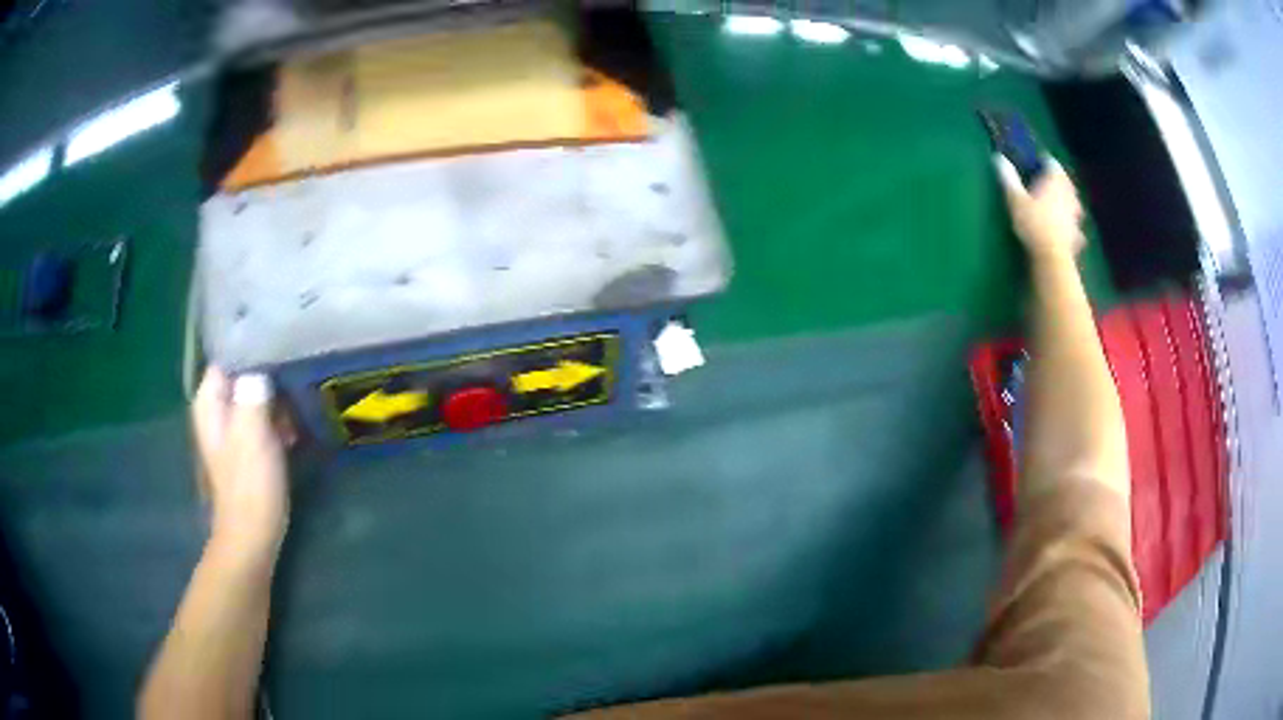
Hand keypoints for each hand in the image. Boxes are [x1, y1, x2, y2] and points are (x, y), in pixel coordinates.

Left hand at [192, 367, 289, 557]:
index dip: (254, 349)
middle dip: (269, 376)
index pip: (229, 355)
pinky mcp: (244, 447)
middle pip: (243, 374)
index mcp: (209, 401)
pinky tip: (293, 431)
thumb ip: (253, 392)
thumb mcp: (252, 433)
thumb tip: (260, 364)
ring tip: (298, 406)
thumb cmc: (249, 484)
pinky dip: (276, 420)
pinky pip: (261, 418)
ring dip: (276, 401)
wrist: (252, 535)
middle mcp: (215, 410)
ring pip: (254, 397)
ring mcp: (230, 429)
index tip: (282, 344)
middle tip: (296, 378)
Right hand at [995, 155, 1084, 261]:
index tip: (1034, 165)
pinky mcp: (1077, 235)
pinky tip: (1065, 231)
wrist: (1052, 258)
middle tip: (1045, 185)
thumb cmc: (1033, 223)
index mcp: (1055, 181)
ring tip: (1056, 206)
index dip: (1043, 162)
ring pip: (1073, 203)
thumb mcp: (1015, 198)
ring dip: (1066, 202)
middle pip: (1065, 182)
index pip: (1051, 163)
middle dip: (1056, 182)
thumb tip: (998, 157)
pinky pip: (1075, 226)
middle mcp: (1069, 194)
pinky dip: (1071, 226)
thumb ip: (1008, 177)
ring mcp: (1075, 216)